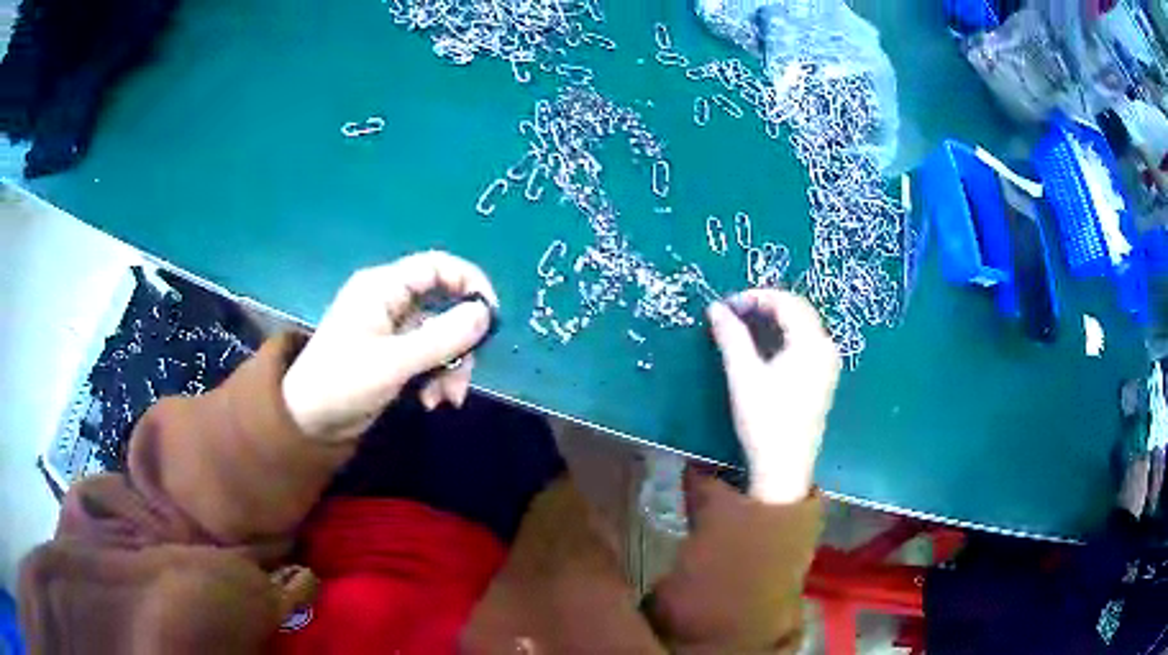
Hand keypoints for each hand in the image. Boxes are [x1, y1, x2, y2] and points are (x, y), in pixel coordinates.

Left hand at [282, 252, 497, 442]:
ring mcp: (392, 330)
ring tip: (445, 400)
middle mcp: (390, 302)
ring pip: (440, 336)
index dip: (469, 282)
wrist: (309, 422)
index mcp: (383, 288)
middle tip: (464, 375)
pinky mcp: (393, 355)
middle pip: (443, 306)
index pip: (436, 266)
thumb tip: (486, 313)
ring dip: (450, 367)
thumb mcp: (394, 362)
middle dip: (459, 343)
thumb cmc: (343, 383)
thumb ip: (441, 338)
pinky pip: (428, 356)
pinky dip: (436, 377)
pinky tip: (430, 402)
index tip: (491, 315)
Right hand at [707, 290, 840, 504]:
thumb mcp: (743, 375)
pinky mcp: (825, 379)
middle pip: (798, 310)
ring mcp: (829, 365)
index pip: (786, 302)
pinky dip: (785, 336)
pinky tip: (765, 348)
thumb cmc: (765, 420)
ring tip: (745, 327)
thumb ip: (731, 337)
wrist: (785, 467)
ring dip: (775, 320)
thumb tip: (716, 308)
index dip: (755, 297)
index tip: (727, 306)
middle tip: (734, 313)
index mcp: (811, 343)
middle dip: (765, 305)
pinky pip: (806, 343)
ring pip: (803, 326)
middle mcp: (826, 348)